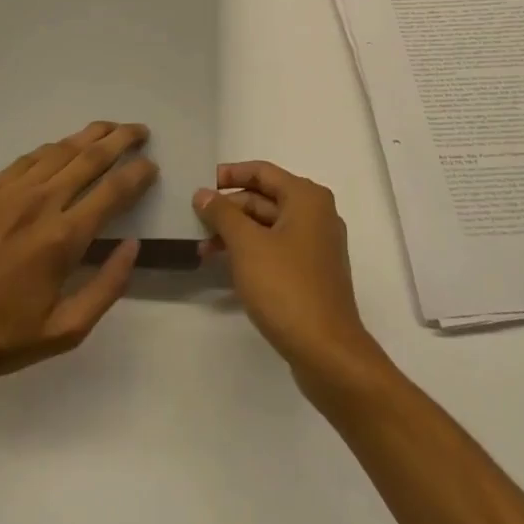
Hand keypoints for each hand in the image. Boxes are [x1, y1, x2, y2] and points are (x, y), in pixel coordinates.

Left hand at [0, 121, 157, 393]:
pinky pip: (29, 158)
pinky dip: (54, 148)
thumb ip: (107, 288)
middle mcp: (40, 203)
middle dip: (120, 139)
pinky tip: (63, 148)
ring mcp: (9, 191)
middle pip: (89, 157)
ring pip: (59, 150)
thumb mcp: (65, 332)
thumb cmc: (0, 336)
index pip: (113, 191)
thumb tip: (133, 246)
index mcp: (62, 238)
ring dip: (89, 135)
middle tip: (140, 131)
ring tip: (110, 129)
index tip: (152, 165)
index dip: (138, 173)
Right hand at [194, 162, 382, 391]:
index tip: (201, 184)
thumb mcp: (247, 245)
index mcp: (306, 198)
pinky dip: (252, 251)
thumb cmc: (286, 287)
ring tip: (203, 248)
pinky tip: (226, 266)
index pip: (262, 172)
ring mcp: (317, 245)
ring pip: (269, 226)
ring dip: (237, 233)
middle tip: (196, 220)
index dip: (230, 175)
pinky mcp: (313, 273)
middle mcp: (316, 214)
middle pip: (266, 198)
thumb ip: (222, 214)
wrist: (327, 351)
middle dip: (230, 208)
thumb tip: (203, 193)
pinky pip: (277, 248)